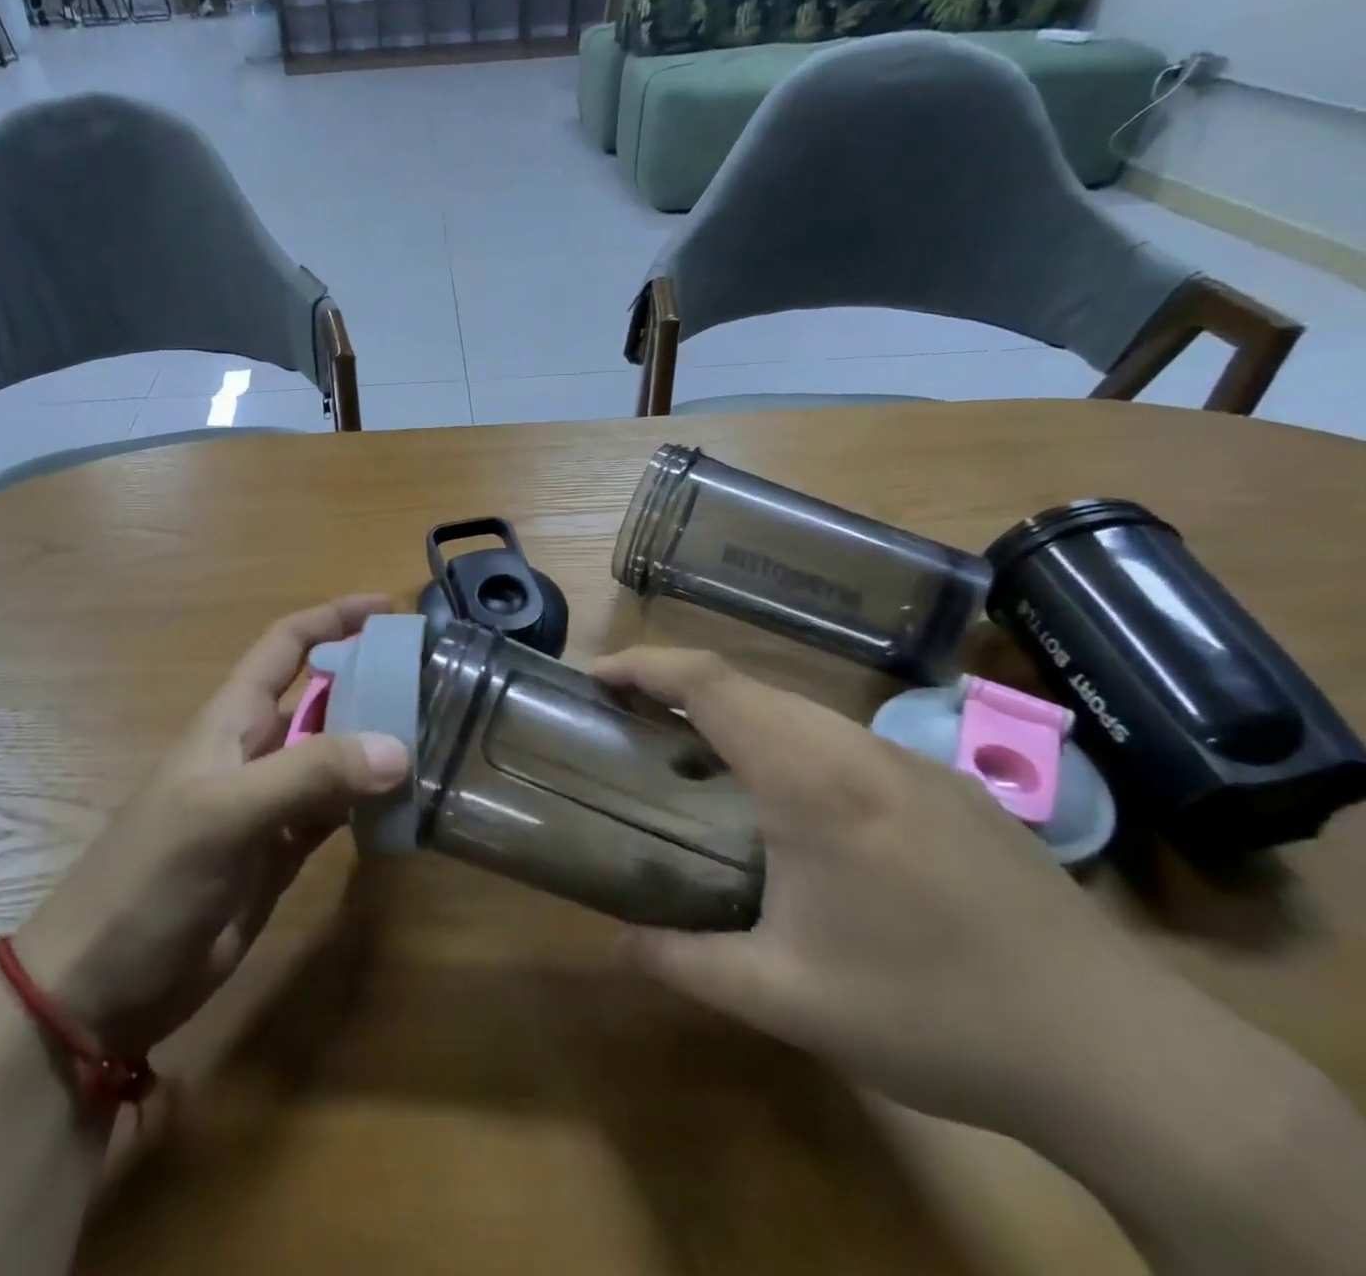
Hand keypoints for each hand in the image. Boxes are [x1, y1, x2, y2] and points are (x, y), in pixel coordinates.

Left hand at [17, 596, 409, 1056]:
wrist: (101, 986)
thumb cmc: (150, 879)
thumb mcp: (223, 814)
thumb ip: (308, 776)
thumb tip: (398, 748)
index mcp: (232, 719)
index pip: (287, 645)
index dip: (333, 618)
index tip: (389, 609)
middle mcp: (256, 751)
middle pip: (322, 697)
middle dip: (372, 681)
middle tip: (437, 683)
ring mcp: (271, 804)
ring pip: (337, 756)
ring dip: (379, 745)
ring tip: (439, 738)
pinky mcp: (283, 852)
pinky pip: (338, 812)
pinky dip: (371, 804)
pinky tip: (407, 804)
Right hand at [594, 647, 1203, 1137]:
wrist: (1122, 1053)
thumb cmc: (934, 1015)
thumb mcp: (788, 1000)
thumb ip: (687, 962)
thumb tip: (618, 942)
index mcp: (813, 781)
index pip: (712, 684)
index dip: (646, 666)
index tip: (597, 678)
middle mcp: (860, 749)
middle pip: (750, 686)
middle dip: (679, 687)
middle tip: (632, 722)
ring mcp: (913, 762)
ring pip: (800, 709)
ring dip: (737, 715)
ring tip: (698, 759)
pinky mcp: (950, 785)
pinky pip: (844, 738)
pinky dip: (789, 740)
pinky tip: (793, 802)